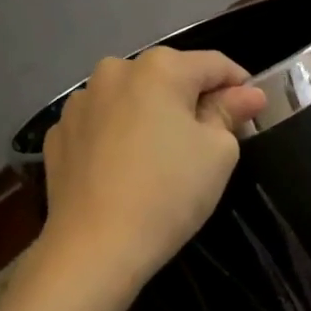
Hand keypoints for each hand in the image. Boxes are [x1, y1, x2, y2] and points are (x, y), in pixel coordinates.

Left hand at [40, 47, 267, 295]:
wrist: (96, 246)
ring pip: (130, 100)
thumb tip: (247, 94)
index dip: (239, 85)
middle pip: (167, 78)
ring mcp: (78, 103)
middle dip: (191, 101)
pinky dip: (117, 138)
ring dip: (150, 117)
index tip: (252, 111)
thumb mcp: (219, 153)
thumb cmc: (170, 193)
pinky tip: (124, 171)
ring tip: (160, 158)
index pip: (214, 64)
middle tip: (208, 141)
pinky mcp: (58, 135)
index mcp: (159, 67)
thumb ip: (230, 113)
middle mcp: (113, 72)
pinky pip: (100, 126)